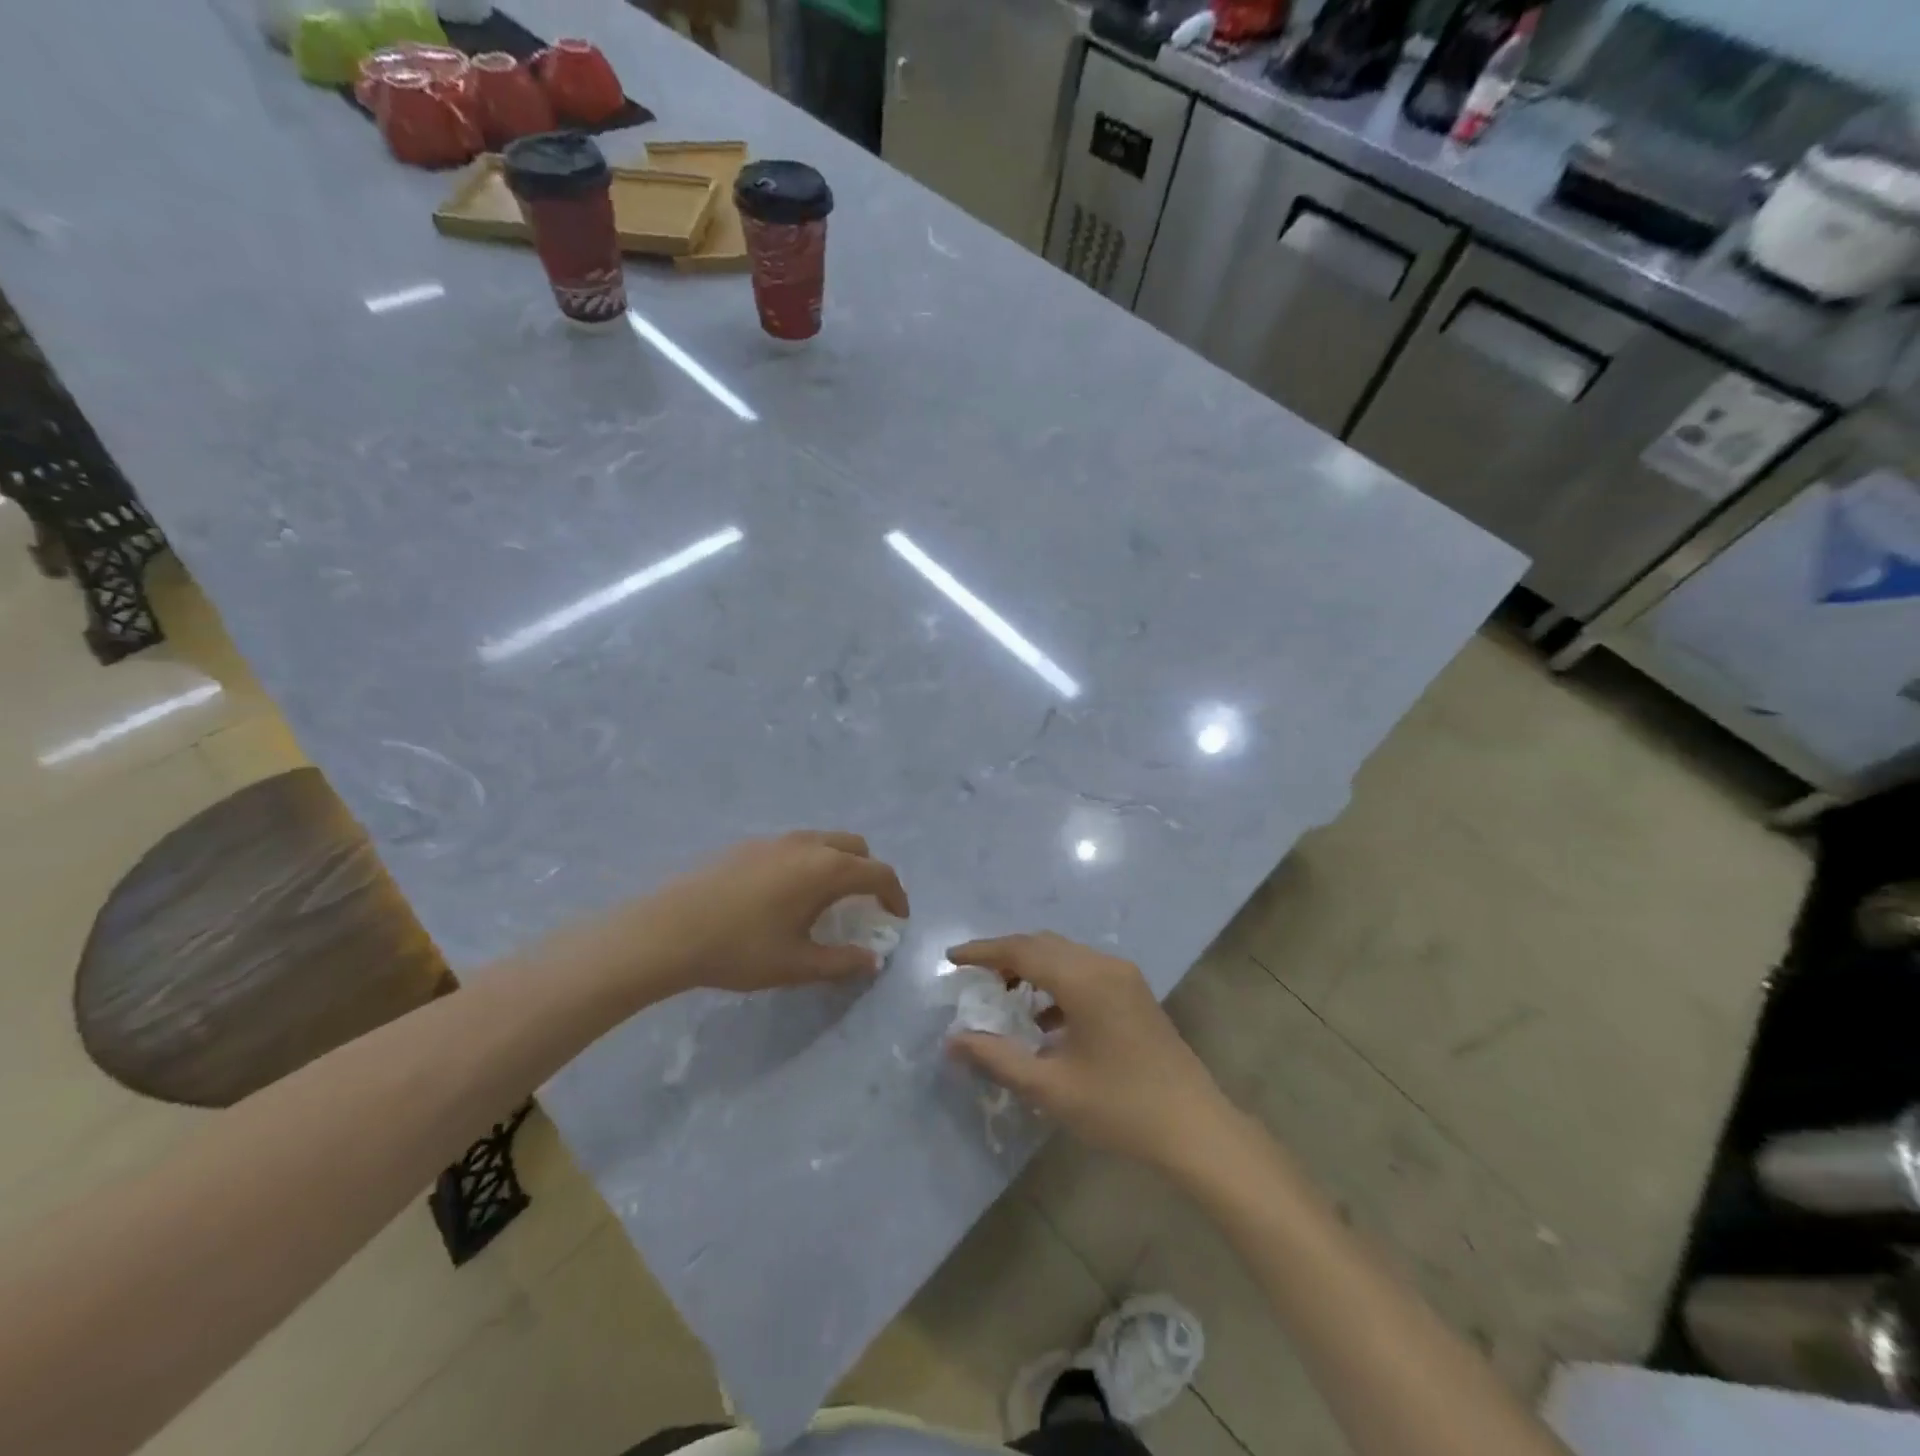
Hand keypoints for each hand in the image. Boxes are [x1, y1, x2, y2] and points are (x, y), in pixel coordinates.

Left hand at [641, 831, 909, 995]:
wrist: (668, 930)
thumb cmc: (740, 949)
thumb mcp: (797, 964)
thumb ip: (842, 962)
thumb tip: (872, 961)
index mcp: (827, 869)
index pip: (878, 873)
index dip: (895, 895)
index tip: (897, 918)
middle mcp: (807, 844)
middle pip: (856, 847)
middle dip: (869, 873)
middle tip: (864, 905)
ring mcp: (776, 840)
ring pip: (825, 841)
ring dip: (838, 864)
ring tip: (826, 900)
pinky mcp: (749, 845)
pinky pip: (796, 845)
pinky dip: (810, 862)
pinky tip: (787, 894)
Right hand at [945, 933, 1230, 1169]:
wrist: (1195, 1128)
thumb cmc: (1120, 1107)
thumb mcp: (1050, 1087)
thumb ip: (998, 1058)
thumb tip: (954, 1041)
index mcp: (1084, 979)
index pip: (1022, 950)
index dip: (983, 952)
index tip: (951, 958)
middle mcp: (1104, 965)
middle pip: (1043, 945)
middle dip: (1005, 956)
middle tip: (973, 978)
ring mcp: (1124, 976)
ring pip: (1065, 956)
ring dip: (1031, 967)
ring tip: (1002, 997)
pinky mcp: (1134, 993)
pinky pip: (1084, 971)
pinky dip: (1056, 982)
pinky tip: (1043, 1018)